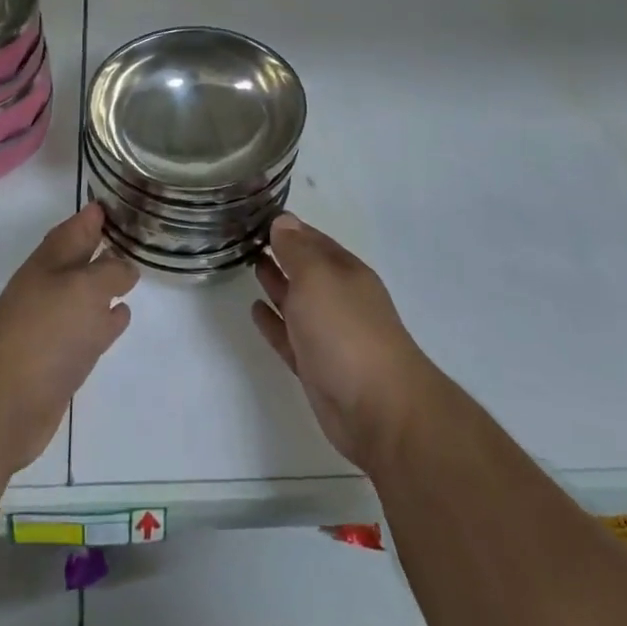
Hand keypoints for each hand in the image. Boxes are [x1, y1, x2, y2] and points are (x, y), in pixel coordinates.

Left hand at [0, 205, 137, 475]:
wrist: (4, 404)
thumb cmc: (45, 333)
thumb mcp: (85, 288)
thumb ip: (111, 271)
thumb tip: (126, 267)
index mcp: (50, 261)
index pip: (77, 226)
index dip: (96, 214)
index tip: (120, 202)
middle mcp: (49, 286)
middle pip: (80, 258)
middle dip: (103, 246)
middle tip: (135, 234)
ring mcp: (52, 323)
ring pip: (85, 293)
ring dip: (106, 283)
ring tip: (134, 272)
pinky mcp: (60, 358)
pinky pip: (89, 328)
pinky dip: (106, 319)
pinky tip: (122, 316)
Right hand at [252, 215, 433, 474]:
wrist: (379, 410)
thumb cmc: (346, 331)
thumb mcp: (317, 278)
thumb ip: (296, 250)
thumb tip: (284, 221)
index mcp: (345, 272)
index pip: (312, 239)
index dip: (287, 227)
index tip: (257, 215)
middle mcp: (339, 298)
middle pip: (306, 269)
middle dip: (281, 253)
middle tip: (247, 238)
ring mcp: (329, 335)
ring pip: (297, 301)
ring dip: (276, 283)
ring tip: (251, 264)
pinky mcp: (317, 367)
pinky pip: (289, 336)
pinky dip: (273, 322)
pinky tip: (255, 310)